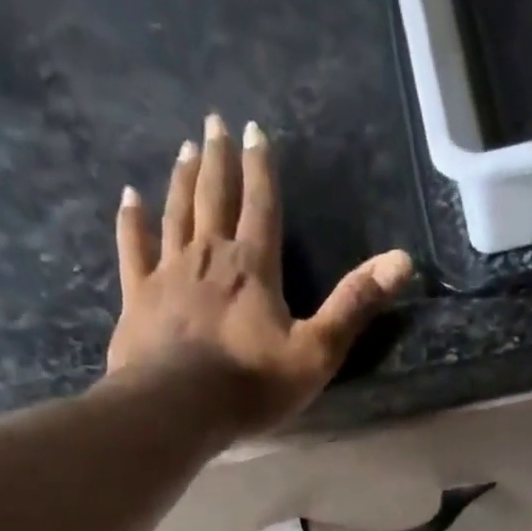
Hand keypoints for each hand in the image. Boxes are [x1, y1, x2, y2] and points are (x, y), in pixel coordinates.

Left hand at [106, 114, 414, 434]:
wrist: (178, 407)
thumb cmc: (251, 385)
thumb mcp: (316, 352)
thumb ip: (354, 305)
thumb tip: (402, 260)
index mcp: (254, 268)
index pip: (261, 206)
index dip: (261, 169)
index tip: (254, 130)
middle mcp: (209, 257)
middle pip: (214, 198)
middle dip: (218, 160)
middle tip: (213, 123)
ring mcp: (169, 273)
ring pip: (176, 214)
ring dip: (181, 180)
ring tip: (184, 150)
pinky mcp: (139, 296)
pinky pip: (134, 248)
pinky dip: (132, 221)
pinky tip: (129, 198)